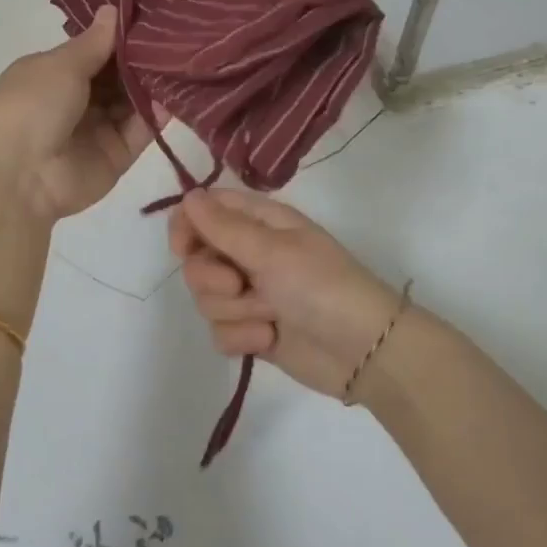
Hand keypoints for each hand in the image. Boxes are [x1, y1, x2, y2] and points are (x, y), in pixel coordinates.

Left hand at [0, 6, 159, 224]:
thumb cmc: (32, 106)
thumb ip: (95, 42)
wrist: (20, 176)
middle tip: (179, 36)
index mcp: (53, 74)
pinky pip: (141, 130)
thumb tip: (112, 9)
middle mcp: (76, 100)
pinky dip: (157, 114)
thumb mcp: (61, 65)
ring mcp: (97, 129)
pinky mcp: (116, 155)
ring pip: (132, 102)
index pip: (93, 51)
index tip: (153, 17)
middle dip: (142, 59)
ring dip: (154, 84)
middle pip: (116, 76)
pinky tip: (177, 94)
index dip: (119, 37)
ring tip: (185, 60)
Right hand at [171, 188, 403, 400]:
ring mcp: (250, 294)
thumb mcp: (272, 250)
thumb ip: (224, 226)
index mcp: (259, 222)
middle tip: (241, 285)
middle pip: (198, 259)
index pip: (204, 210)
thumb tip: (188, 196)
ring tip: (269, 316)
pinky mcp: (251, 330)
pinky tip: (268, 340)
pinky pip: (219, 331)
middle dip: (213, 278)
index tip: (183, 248)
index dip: (186, 226)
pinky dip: (241, 338)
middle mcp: (250, 253)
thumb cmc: (321, 285)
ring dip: (235, 311)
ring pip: (206, 298)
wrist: (363, 351)